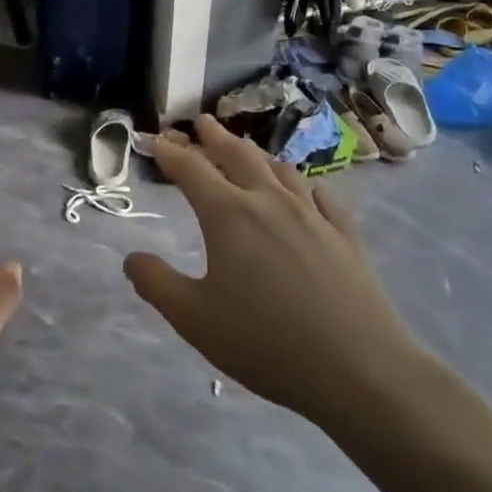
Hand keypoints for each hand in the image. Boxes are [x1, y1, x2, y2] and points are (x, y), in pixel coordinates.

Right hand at [124, 116, 430, 427]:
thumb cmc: (265, 343)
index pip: (191, 169)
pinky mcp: (345, 235)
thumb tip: (132, 258)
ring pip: (279, 169)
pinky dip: (302, 183)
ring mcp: (313, 215)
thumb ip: (156, 284)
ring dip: (256, 153)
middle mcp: (269, 202)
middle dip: (214, 137)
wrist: (360, 369)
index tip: (153, 140)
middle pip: (237, 156)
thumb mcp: (194, 319)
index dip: (169, 152)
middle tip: (201, 122)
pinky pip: (319, 195)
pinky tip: (305, 188)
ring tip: (245, 146)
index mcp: (229, 215)